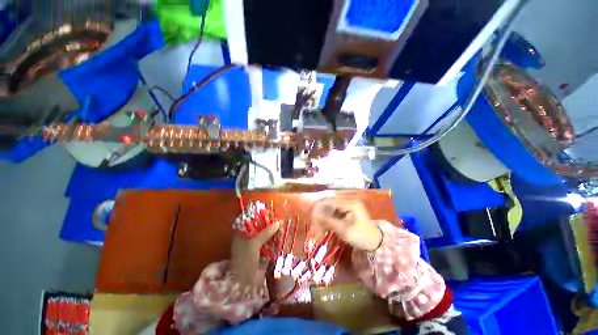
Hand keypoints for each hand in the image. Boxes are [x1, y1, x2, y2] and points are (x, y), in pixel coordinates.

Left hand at [231, 221, 279, 288]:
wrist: (244, 282)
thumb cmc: (245, 259)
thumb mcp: (254, 243)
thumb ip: (266, 232)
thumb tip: (278, 222)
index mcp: (241, 233)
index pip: (252, 220)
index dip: (261, 216)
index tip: (272, 213)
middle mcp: (247, 237)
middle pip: (260, 227)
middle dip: (269, 224)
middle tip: (279, 221)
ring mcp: (254, 244)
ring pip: (265, 234)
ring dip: (273, 232)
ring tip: (282, 227)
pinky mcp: (261, 251)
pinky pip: (268, 242)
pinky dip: (274, 240)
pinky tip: (281, 237)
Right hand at [311, 198, 381, 250]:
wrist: (375, 242)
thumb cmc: (361, 237)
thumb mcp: (344, 230)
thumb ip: (328, 221)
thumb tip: (314, 214)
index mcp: (350, 203)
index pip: (330, 200)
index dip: (318, 207)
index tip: (311, 215)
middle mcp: (349, 200)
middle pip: (329, 203)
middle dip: (320, 212)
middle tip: (313, 222)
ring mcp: (348, 204)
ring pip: (331, 207)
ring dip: (323, 215)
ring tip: (318, 225)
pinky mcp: (348, 209)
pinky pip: (334, 211)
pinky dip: (328, 217)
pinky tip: (324, 225)